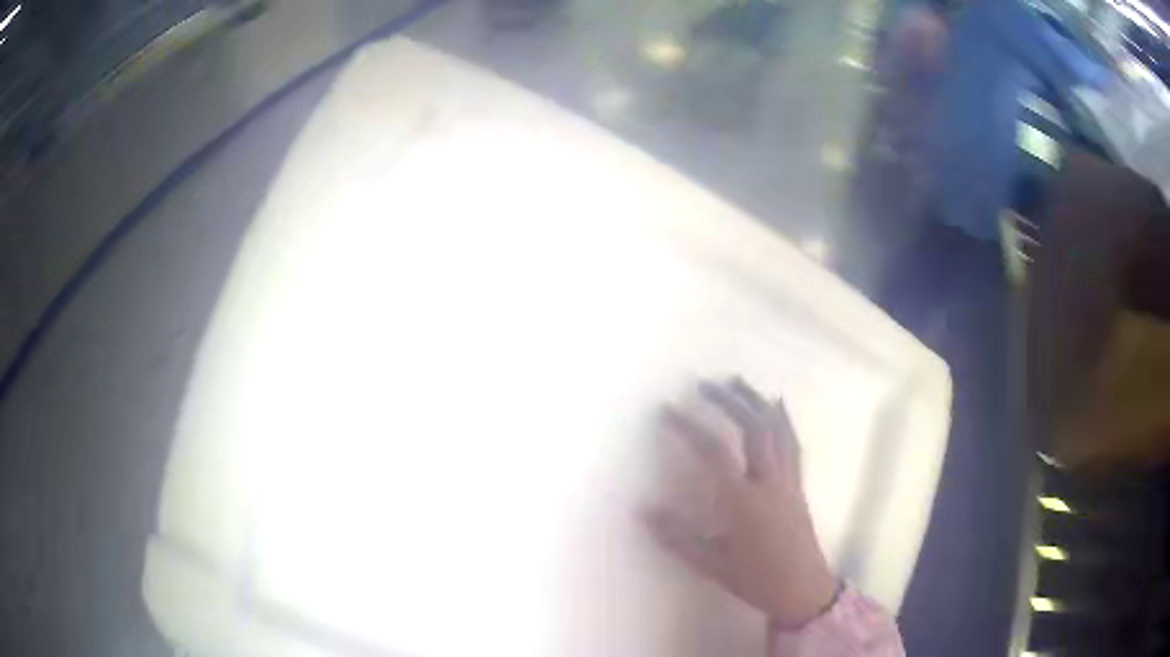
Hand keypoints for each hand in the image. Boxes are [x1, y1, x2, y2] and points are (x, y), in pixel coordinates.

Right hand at [644, 380, 838, 626]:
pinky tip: (777, 406)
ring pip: (776, 430)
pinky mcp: (798, 485)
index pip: (713, 453)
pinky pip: (792, 443)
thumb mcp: (713, 564)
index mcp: (743, 502)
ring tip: (739, 382)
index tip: (668, 410)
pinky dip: (783, 420)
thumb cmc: (757, 580)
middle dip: (729, 401)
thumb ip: (678, 536)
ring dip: (756, 402)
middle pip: (752, 429)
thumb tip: (643, 511)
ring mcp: (787, 481)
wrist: (803, 589)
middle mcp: (768, 482)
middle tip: (706, 384)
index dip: (688, 428)